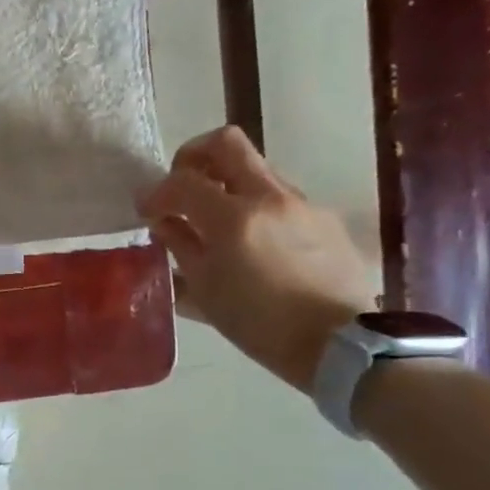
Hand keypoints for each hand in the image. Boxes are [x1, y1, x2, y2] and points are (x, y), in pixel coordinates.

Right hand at [139, 127, 376, 392]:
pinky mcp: (323, 218)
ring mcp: (301, 204)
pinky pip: (277, 197)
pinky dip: (253, 206)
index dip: (157, 192)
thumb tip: (165, 222)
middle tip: (180, 186)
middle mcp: (269, 197)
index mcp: (234, 218)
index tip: (147, 211)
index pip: (182, 181)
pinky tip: (251, 243)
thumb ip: (181, 245)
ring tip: (214, 221)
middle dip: (192, 156)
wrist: (342, 345)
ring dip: (225, 183)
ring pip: (254, 169)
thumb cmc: (260, 325)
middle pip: (225, 144)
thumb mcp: (205, 290)